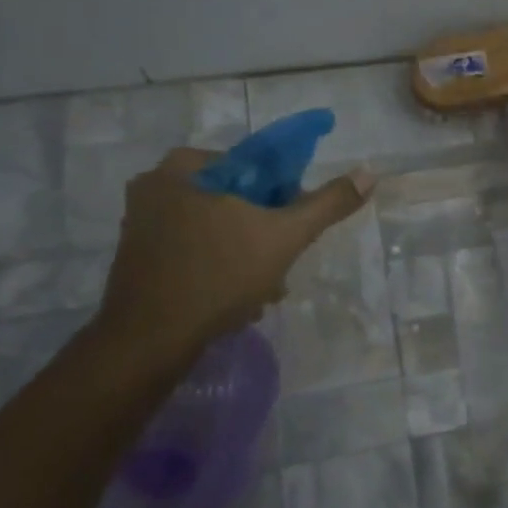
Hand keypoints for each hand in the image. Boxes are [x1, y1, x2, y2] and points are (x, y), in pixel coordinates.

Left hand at [94, 148, 374, 361]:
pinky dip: (220, 269)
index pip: (253, 166)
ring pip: (217, 229)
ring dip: (248, 256)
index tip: (292, 228)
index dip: (283, 195)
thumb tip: (369, 173)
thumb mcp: (285, 235)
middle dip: (265, 233)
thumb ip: (328, 203)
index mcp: (184, 168)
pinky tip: (237, 301)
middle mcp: (155, 187)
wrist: (150, 341)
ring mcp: (142, 225)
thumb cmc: (219, 275)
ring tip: (264, 291)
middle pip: (236, 200)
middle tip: (281, 264)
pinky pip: (195, 251)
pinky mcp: (138, 258)